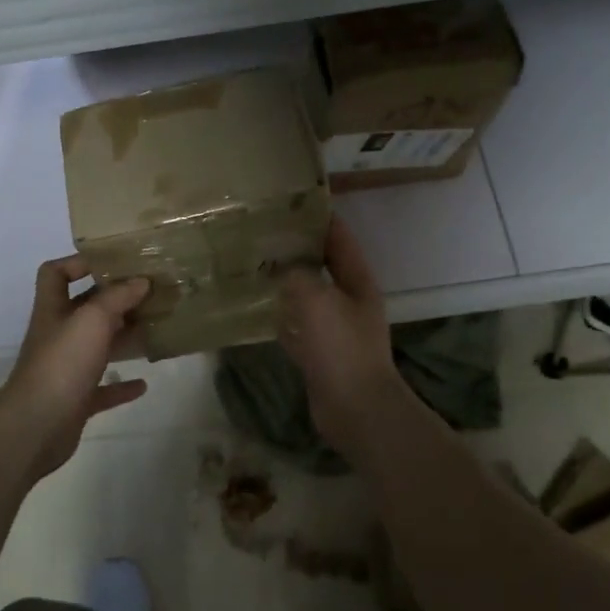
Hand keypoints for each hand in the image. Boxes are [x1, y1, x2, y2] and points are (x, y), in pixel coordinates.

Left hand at [0, 256, 150, 481]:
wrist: (36, 426)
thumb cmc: (62, 363)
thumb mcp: (92, 319)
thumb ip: (117, 297)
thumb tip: (141, 280)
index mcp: (54, 310)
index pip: (55, 273)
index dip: (78, 262)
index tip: (112, 262)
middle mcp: (58, 335)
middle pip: (85, 309)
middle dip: (115, 301)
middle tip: (150, 295)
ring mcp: (66, 369)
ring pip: (98, 347)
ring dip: (123, 338)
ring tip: (155, 330)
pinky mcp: (76, 400)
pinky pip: (103, 388)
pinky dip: (122, 384)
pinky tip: (143, 383)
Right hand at [278, 217, 412, 456]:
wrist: (355, 408)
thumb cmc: (341, 347)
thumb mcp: (317, 300)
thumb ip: (297, 275)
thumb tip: (280, 265)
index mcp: (357, 281)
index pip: (339, 238)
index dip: (319, 218)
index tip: (291, 201)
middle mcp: (348, 301)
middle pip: (322, 266)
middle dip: (296, 250)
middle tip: (261, 233)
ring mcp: (333, 329)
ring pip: (305, 296)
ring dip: (284, 283)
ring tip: (252, 265)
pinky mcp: (318, 354)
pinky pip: (295, 327)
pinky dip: (277, 317)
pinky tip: (254, 309)